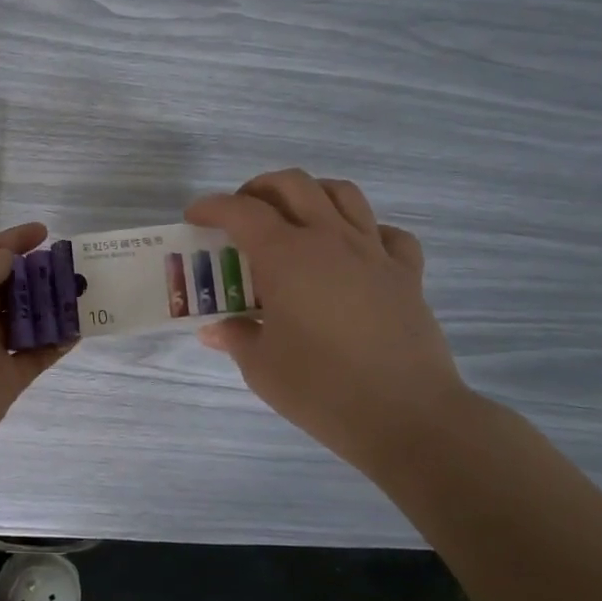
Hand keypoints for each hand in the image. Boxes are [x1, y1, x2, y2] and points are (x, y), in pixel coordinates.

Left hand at [0, 222, 72, 464]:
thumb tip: (11, 260)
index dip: (13, 240)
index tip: (45, 231)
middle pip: (8, 288)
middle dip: (38, 275)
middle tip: (72, 266)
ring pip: (25, 321)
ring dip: (52, 308)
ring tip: (84, 293)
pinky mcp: (4, 379)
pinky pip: (36, 356)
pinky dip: (57, 343)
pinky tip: (80, 328)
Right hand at [186, 171, 468, 474]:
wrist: (406, 416)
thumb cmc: (321, 389)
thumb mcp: (261, 367)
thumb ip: (236, 337)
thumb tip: (216, 329)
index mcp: (286, 256)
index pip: (241, 211)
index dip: (212, 207)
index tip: (194, 217)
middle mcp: (329, 239)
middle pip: (293, 184)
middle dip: (259, 188)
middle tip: (242, 214)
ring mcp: (373, 252)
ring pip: (343, 194)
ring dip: (312, 194)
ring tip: (295, 217)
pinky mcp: (406, 274)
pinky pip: (388, 233)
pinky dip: (367, 231)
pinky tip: (355, 252)